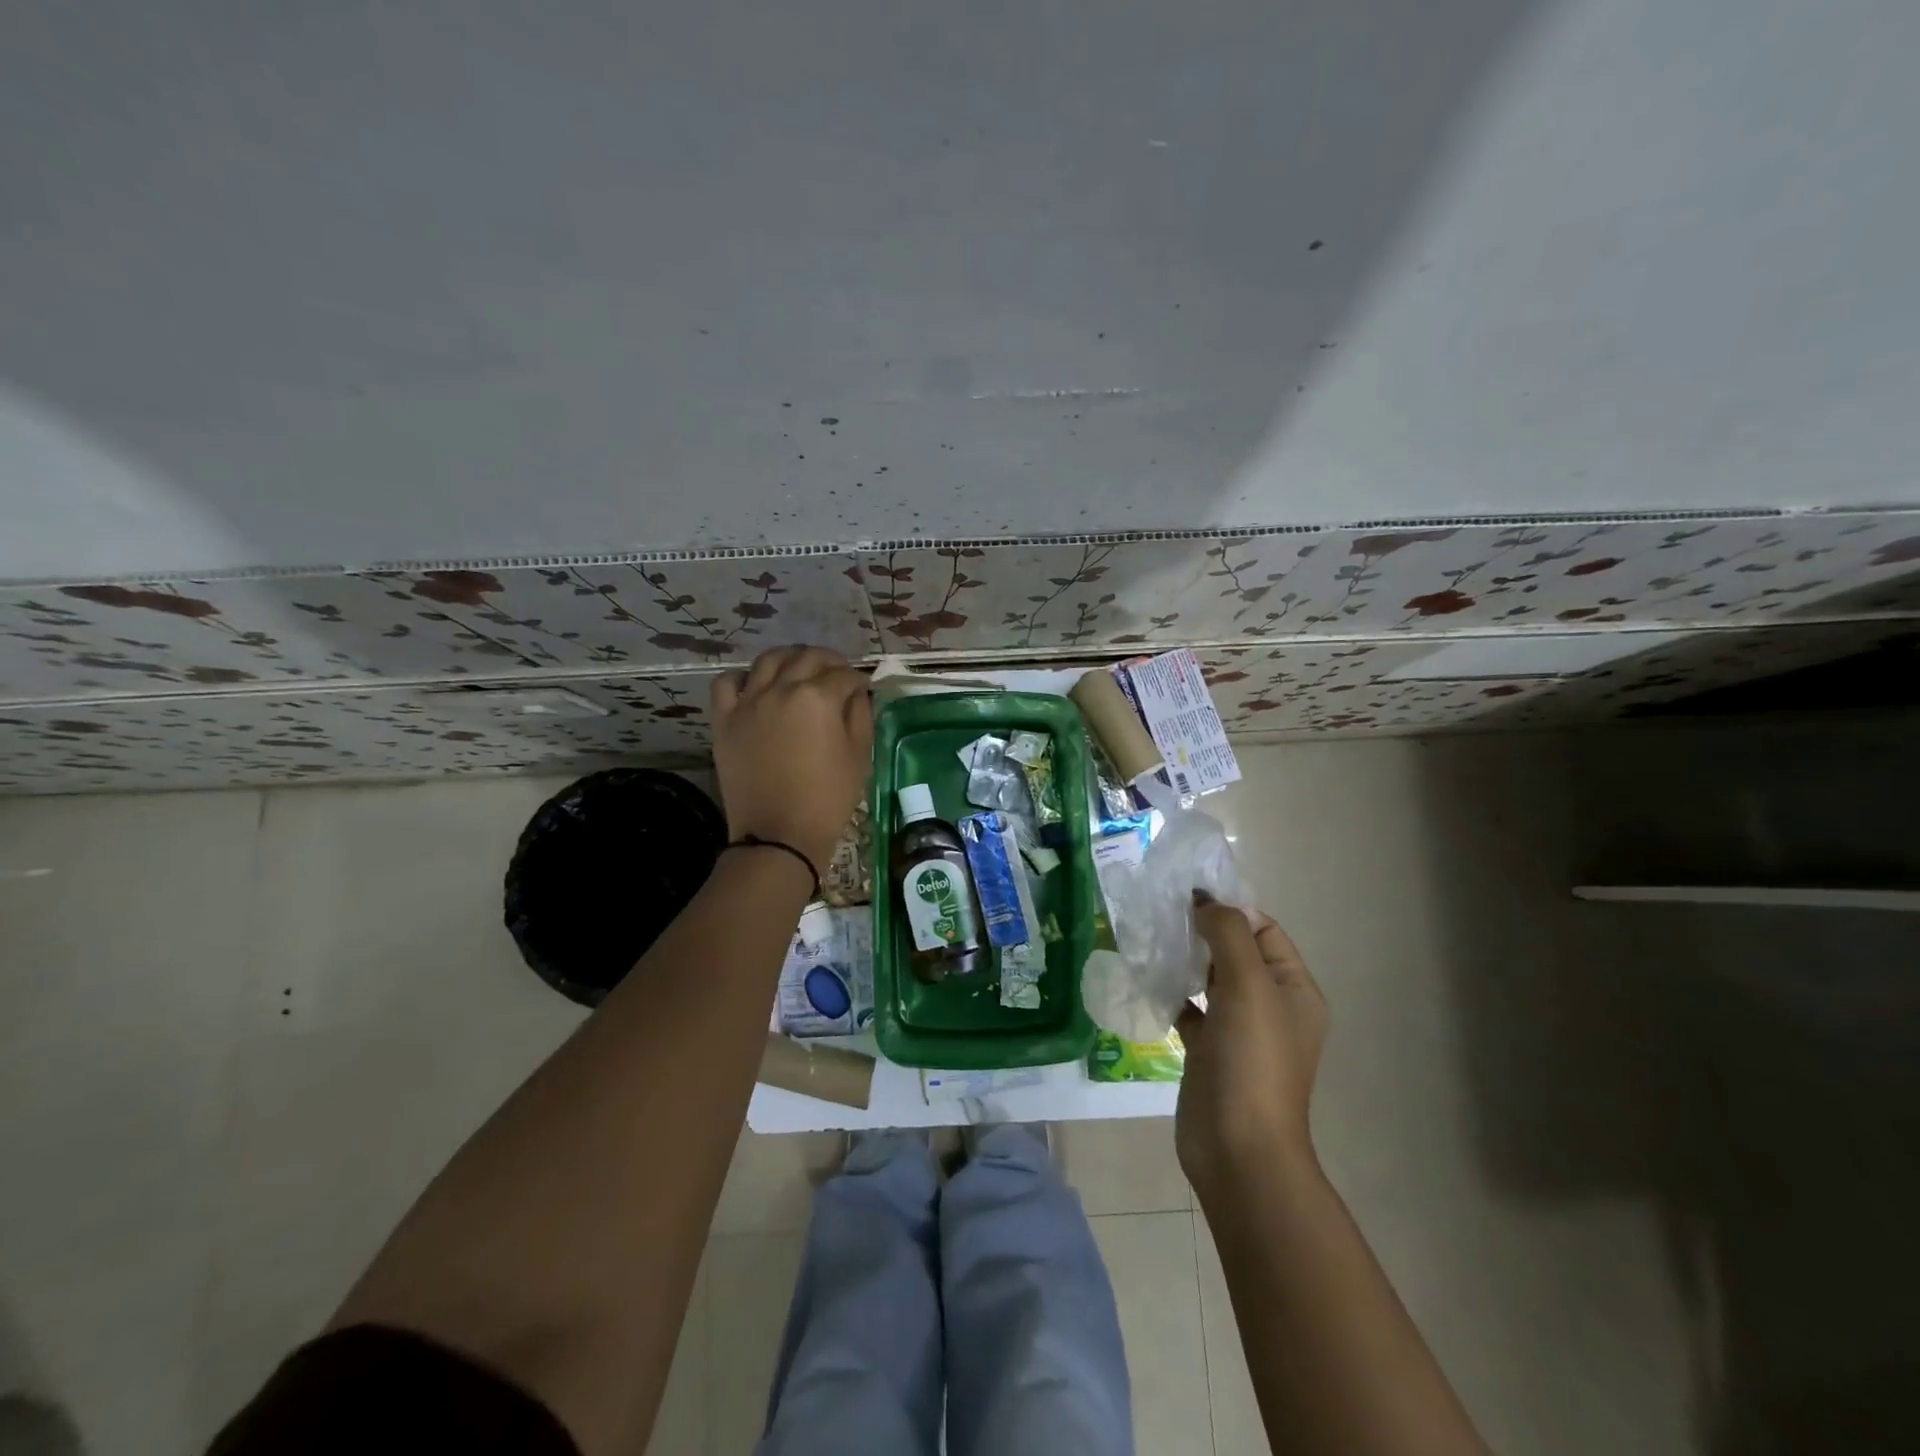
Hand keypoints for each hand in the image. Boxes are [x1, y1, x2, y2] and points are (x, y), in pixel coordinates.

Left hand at [710, 646, 872, 873]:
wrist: (778, 835)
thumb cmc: (827, 799)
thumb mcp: (859, 757)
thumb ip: (861, 716)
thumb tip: (858, 694)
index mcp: (818, 698)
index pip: (844, 675)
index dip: (858, 680)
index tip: (863, 688)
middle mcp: (781, 689)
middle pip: (808, 658)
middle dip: (829, 662)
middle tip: (838, 675)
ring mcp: (748, 702)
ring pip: (768, 661)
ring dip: (790, 659)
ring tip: (799, 671)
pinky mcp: (725, 720)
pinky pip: (727, 683)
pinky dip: (743, 678)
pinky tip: (755, 687)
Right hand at [1176, 896, 1328, 1202]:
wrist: (1238, 1148)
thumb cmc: (1252, 1059)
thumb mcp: (1248, 985)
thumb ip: (1229, 934)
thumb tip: (1205, 902)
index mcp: (1294, 989)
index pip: (1265, 931)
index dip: (1231, 909)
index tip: (1188, 896)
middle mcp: (1271, 1006)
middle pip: (1236, 952)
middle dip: (1203, 931)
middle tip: (1162, 912)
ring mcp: (1239, 1031)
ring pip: (1211, 980)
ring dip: (1185, 959)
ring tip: (1150, 938)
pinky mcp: (1209, 1052)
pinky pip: (1191, 1009)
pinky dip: (1172, 993)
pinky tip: (1146, 980)